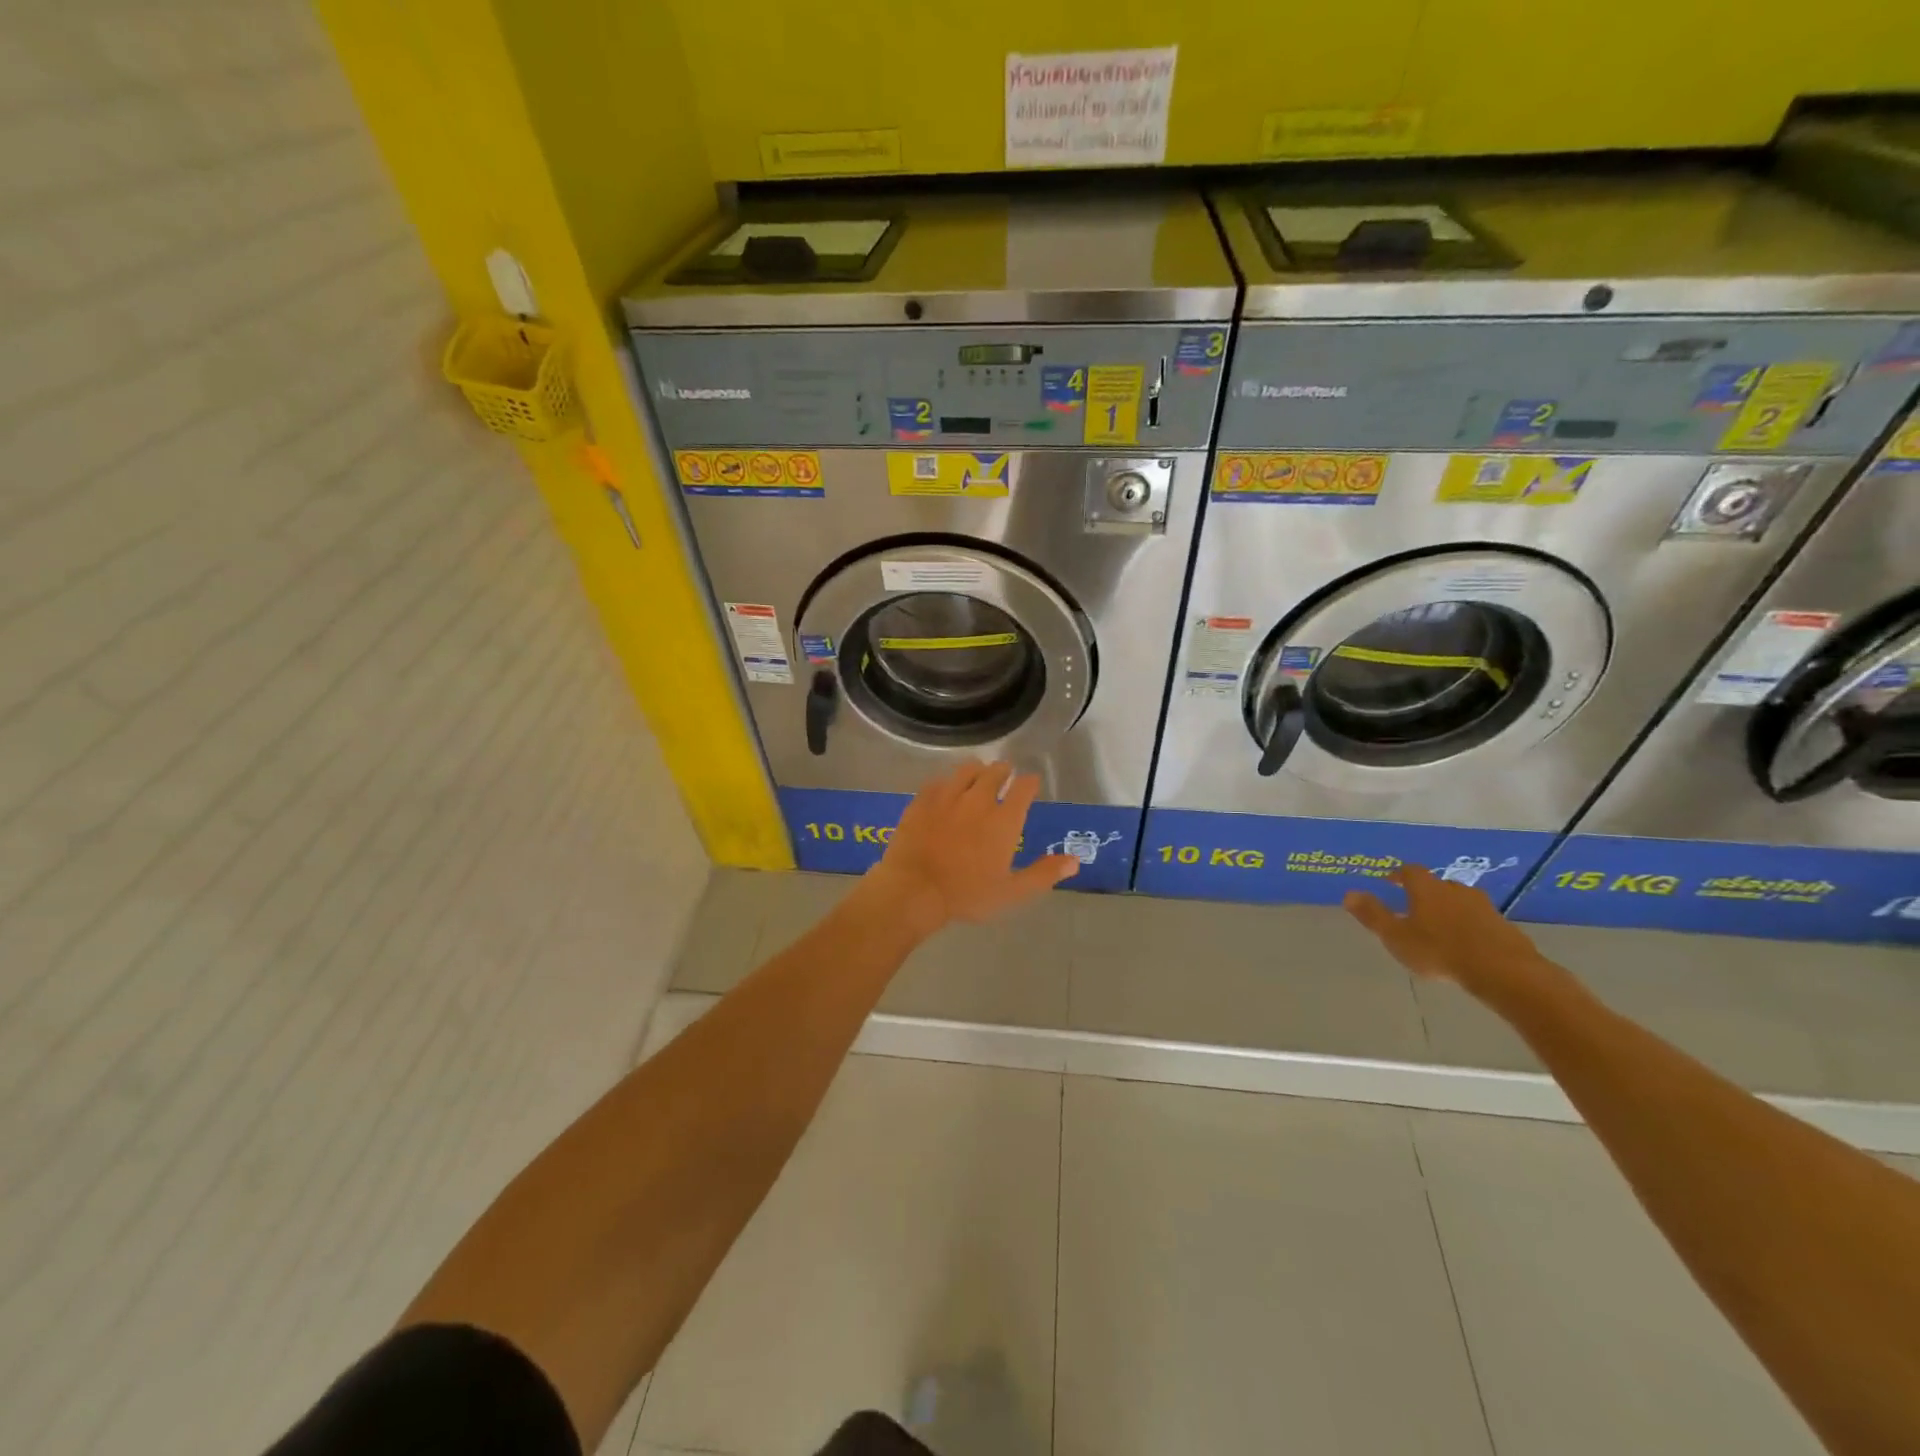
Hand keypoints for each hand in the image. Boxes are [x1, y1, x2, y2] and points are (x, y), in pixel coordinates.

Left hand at [865, 761, 1077, 932]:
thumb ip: (1043, 874)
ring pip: (966, 771)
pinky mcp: (922, 801)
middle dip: (1004, 771)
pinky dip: (947, 782)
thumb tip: (1075, 861)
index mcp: (1004, 820)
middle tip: (1005, 773)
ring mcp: (948, 797)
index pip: (1023, 788)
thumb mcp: (1011, 892)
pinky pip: (938, 781)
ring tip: (978, 773)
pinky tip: (946, 788)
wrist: (914, 889)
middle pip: (995, 772)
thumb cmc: (967, 894)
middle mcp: (978, 800)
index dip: (1030, 783)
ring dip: (976, 770)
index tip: (1031, 783)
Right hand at [1343, 864, 1542, 993]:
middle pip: (1437, 885)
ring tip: (1440, 927)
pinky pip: (1480, 920)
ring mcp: (1483, 906)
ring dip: (1449, 909)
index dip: (1398, 874)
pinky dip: (1470, 926)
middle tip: (1414, 908)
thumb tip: (1349, 893)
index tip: (1390, 881)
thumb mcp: (1396, 936)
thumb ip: (1372, 915)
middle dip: (1425, 893)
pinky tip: (1466, 944)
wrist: (1503, 970)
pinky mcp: (1504, 926)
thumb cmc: (1439, 950)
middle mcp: (1455, 889)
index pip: (1410, 871)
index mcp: (1427, 888)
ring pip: (1460, 901)